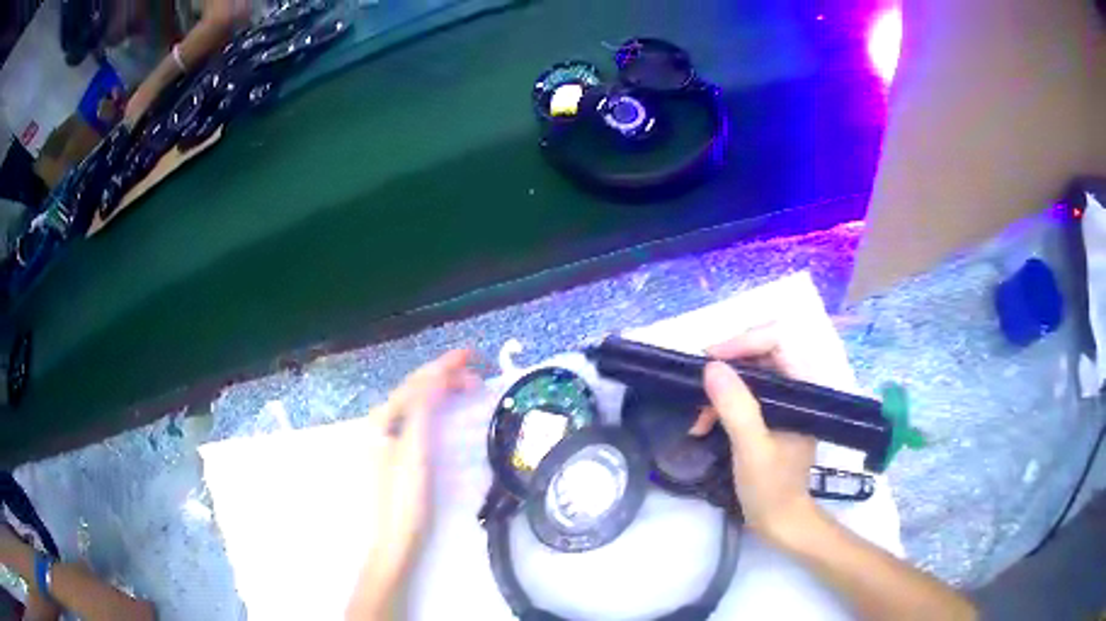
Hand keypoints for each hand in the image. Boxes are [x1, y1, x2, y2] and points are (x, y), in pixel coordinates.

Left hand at [349, 350, 479, 618]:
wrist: (396, 536)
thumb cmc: (406, 497)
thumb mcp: (415, 451)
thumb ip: (422, 411)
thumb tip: (436, 376)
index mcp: (383, 419)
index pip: (417, 382)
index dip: (444, 365)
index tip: (473, 355)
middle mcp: (382, 423)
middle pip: (415, 389)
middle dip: (445, 375)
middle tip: (478, 375)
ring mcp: (388, 438)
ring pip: (417, 403)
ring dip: (442, 389)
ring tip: (467, 387)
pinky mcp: (398, 452)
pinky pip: (418, 418)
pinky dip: (437, 407)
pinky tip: (448, 411)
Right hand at [691, 325, 820, 544]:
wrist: (780, 521)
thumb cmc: (772, 488)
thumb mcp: (752, 449)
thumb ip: (736, 407)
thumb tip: (712, 367)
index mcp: (804, 390)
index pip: (780, 341)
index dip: (745, 341)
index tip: (711, 359)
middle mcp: (797, 387)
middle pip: (762, 352)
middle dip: (727, 367)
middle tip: (697, 385)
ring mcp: (785, 400)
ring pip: (750, 372)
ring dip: (720, 390)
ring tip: (696, 417)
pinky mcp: (771, 414)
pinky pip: (745, 393)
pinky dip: (721, 404)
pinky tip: (702, 424)